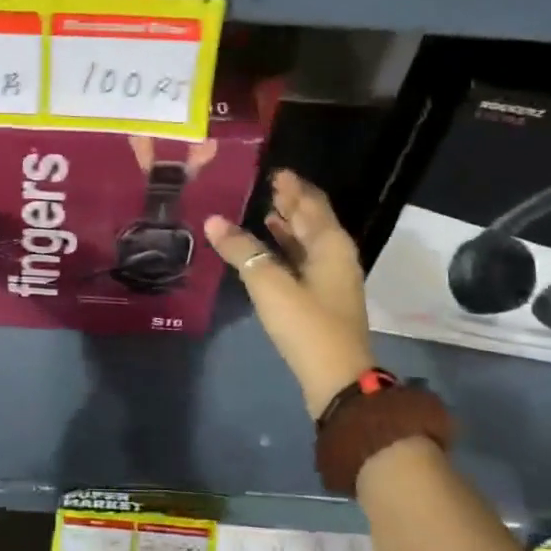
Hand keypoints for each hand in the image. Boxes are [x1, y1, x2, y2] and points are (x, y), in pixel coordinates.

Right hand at [205, 170, 375, 419]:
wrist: (337, 380)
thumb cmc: (307, 324)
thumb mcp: (269, 283)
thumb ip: (242, 250)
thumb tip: (213, 220)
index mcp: (330, 244)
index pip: (312, 202)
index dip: (293, 186)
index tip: (273, 170)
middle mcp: (335, 256)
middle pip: (312, 220)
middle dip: (290, 202)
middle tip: (264, 185)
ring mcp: (330, 279)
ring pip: (307, 242)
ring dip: (288, 226)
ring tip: (262, 211)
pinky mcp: (321, 299)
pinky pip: (302, 261)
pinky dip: (286, 249)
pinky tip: (267, 250)